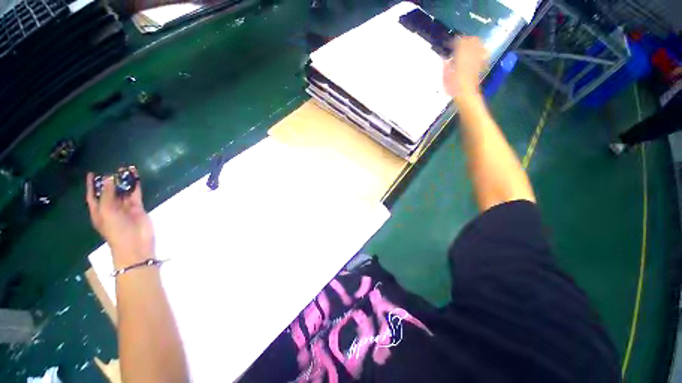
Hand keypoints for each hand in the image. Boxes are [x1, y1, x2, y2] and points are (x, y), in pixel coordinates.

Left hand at [86, 168, 153, 268]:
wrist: (135, 243)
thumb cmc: (115, 229)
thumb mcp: (107, 211)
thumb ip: (108, 194)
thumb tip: (109, 177)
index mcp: (98, 211)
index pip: (93, 195)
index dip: (92, 185)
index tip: (92, 173)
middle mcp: (110, 208)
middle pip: (109, 191)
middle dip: (110, 180)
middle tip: (112, 168)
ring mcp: (125, 208)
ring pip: (123, 191)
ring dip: (124, 181)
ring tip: (125, 168)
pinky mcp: (137, 207)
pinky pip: (135, 194)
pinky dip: (135, 185)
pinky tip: (135, 176)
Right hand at [443, 36, 489, 103]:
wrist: (466, 95)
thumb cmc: (454, 88)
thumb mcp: (445, 78)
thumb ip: (445, 67)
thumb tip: (445, 59)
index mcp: (460, 58)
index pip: (460, 43)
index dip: (455, 41)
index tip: (450, 44)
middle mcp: (470, 56)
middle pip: (472, 41)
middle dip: (466, 40)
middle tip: (460, 43)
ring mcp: (477, 60)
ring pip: (479, 45)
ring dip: (474, 43)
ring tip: (469, 45)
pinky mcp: (480, 64)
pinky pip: (484, 54)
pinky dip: (481, 50)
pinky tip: (479, 52)